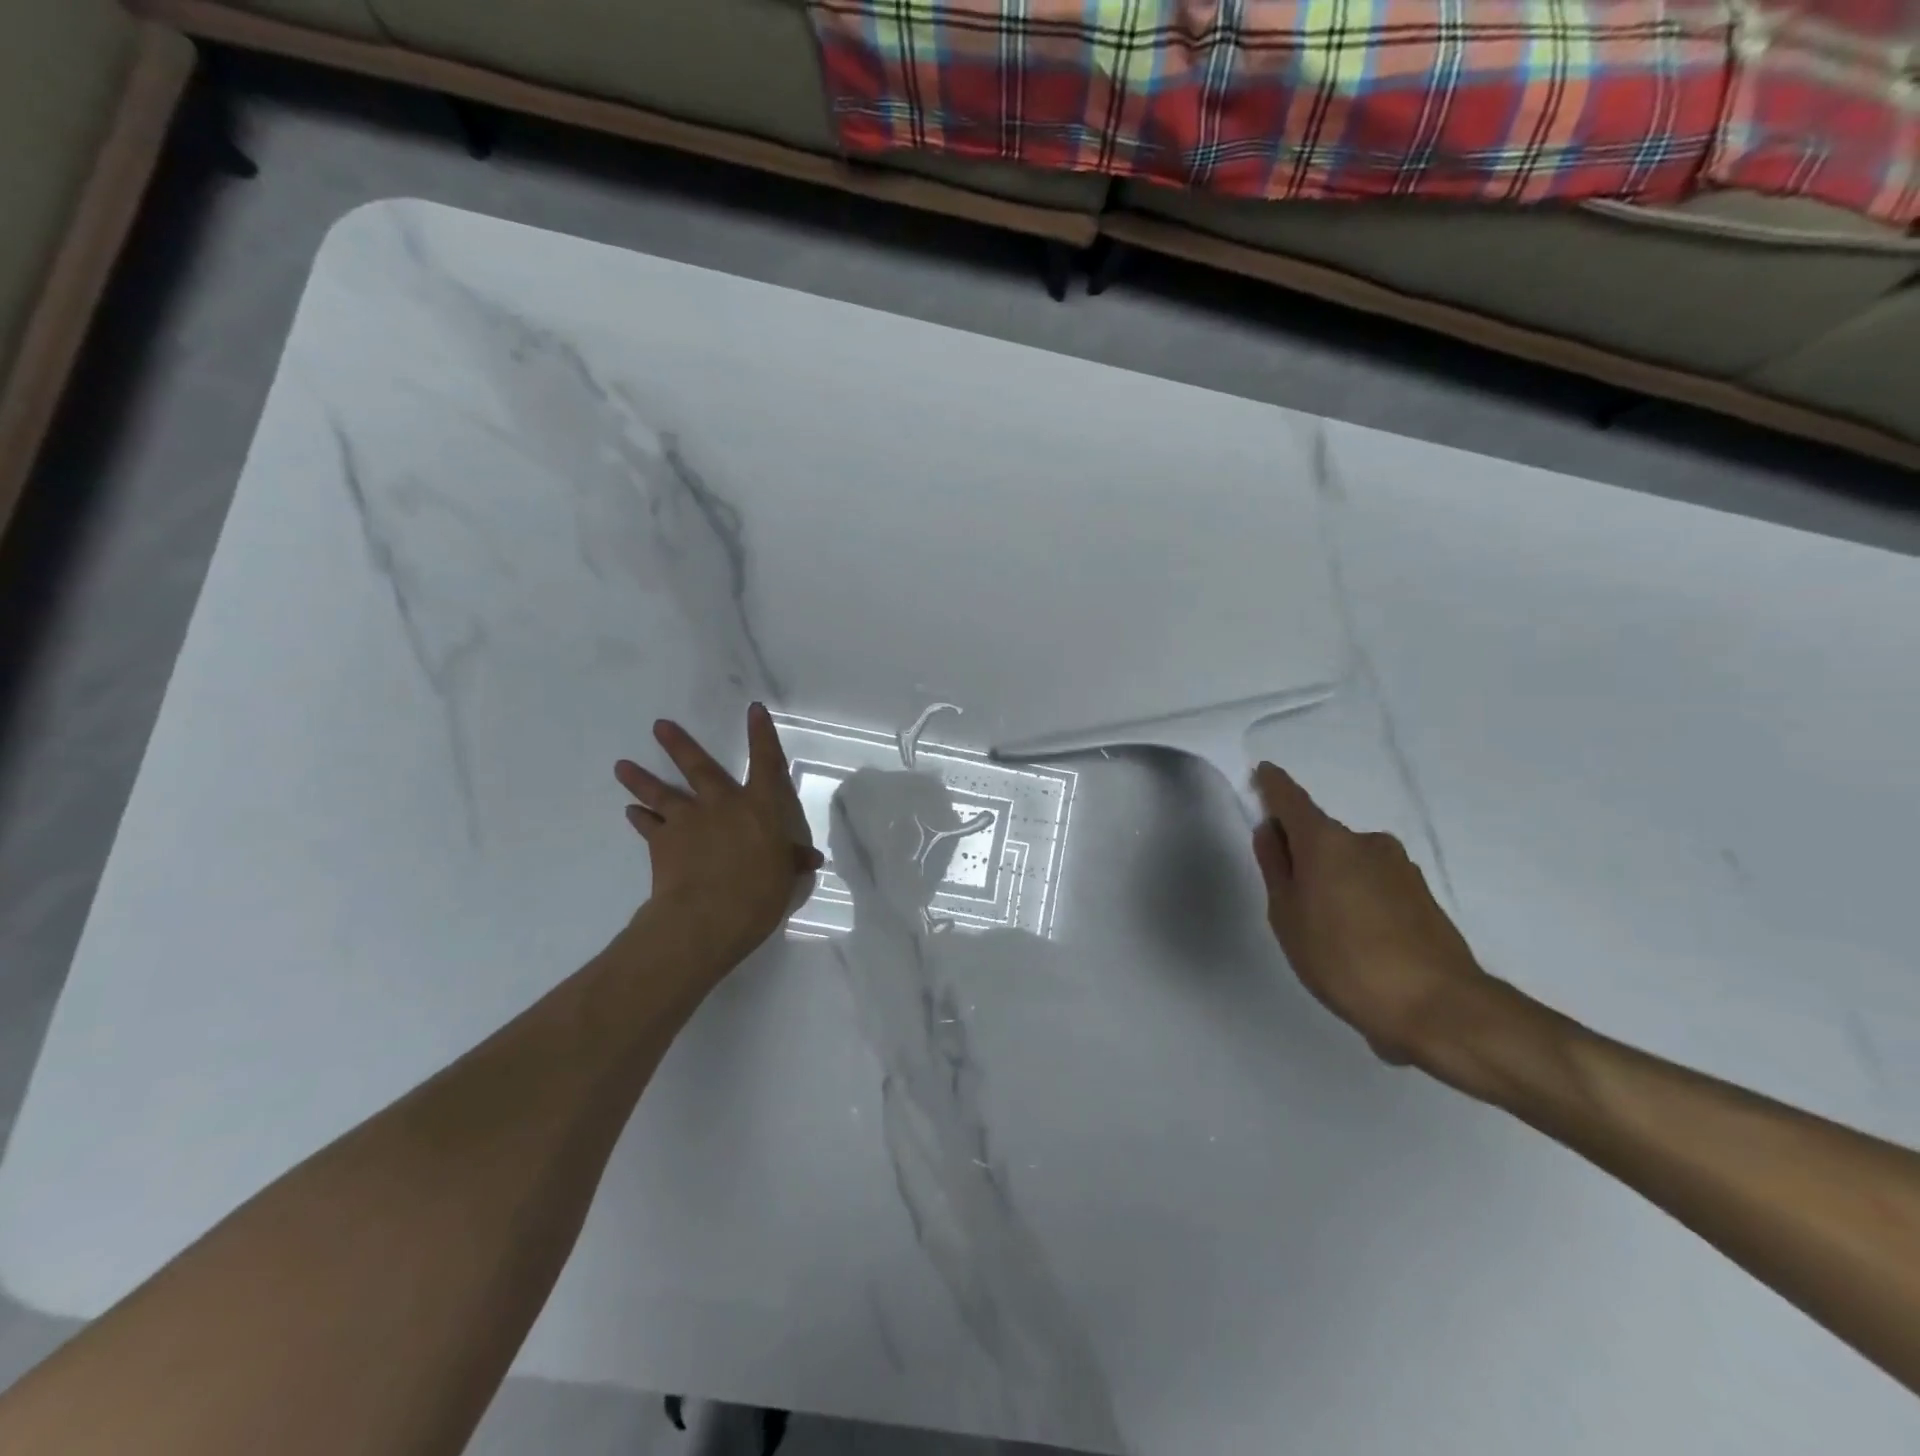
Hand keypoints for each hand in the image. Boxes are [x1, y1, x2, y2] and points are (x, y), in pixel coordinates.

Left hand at [614, 704, 822, 985]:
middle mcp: (722, 804)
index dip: (762, 735)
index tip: (754, 710)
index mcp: (761, 807)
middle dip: (679, 744)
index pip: (766, 763)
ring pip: (661, 793)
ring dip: (641, 778)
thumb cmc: (759, 893)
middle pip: (699, 767)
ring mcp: (688, 821)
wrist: (707, 916)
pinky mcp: (662, 842)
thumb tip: (810, 858)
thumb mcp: (785, 878)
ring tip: (622, 765)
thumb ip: (792, 861)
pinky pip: (648, 826)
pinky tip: (630, 811)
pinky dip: (639, 818)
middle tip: (659, 726)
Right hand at [1251, 762, 1489, 1066]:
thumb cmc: (1343, 959)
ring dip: (1333, 881)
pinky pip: (1374, 885)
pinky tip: (1359, 944)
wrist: (1439, 1008)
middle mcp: (1366, 842)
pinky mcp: (1422, 896)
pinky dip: (1359, 901)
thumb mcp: (1288, 916)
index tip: (1262, 774)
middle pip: (1322, 836)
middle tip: (1288, 897)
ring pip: (1350, 862)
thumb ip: (1276, 868)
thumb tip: (1271, 831)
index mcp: (1326, 842)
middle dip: (1302, 853)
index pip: (1291, 799)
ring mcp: (1399, 868)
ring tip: (1327, 933)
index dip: (1273, 786)